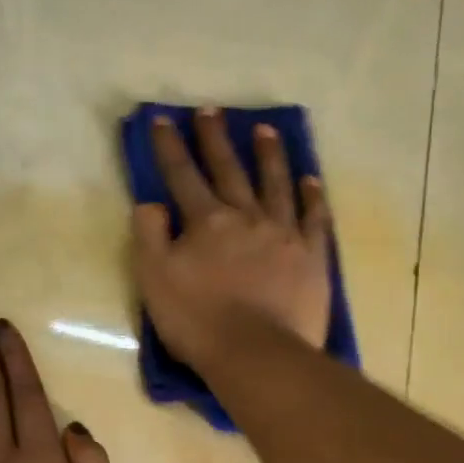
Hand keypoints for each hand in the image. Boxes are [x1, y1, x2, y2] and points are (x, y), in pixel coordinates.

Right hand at [131, 109, 332, 369]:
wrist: (256, 353)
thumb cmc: (198, 321)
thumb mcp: (154, 280)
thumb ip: (149, 237)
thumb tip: (151, 203)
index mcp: (206, 222)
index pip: (182, 175)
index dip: (170, 147)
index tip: (163, 119)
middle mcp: (246, 216)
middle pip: (229, 169)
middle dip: (215, 139)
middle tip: (211, 110)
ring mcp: (283, 234)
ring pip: (276, 183)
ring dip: (268, 155)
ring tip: (265, 130)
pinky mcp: (311, 256)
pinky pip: (314, 218)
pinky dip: (312, 196)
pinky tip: (310, 180)